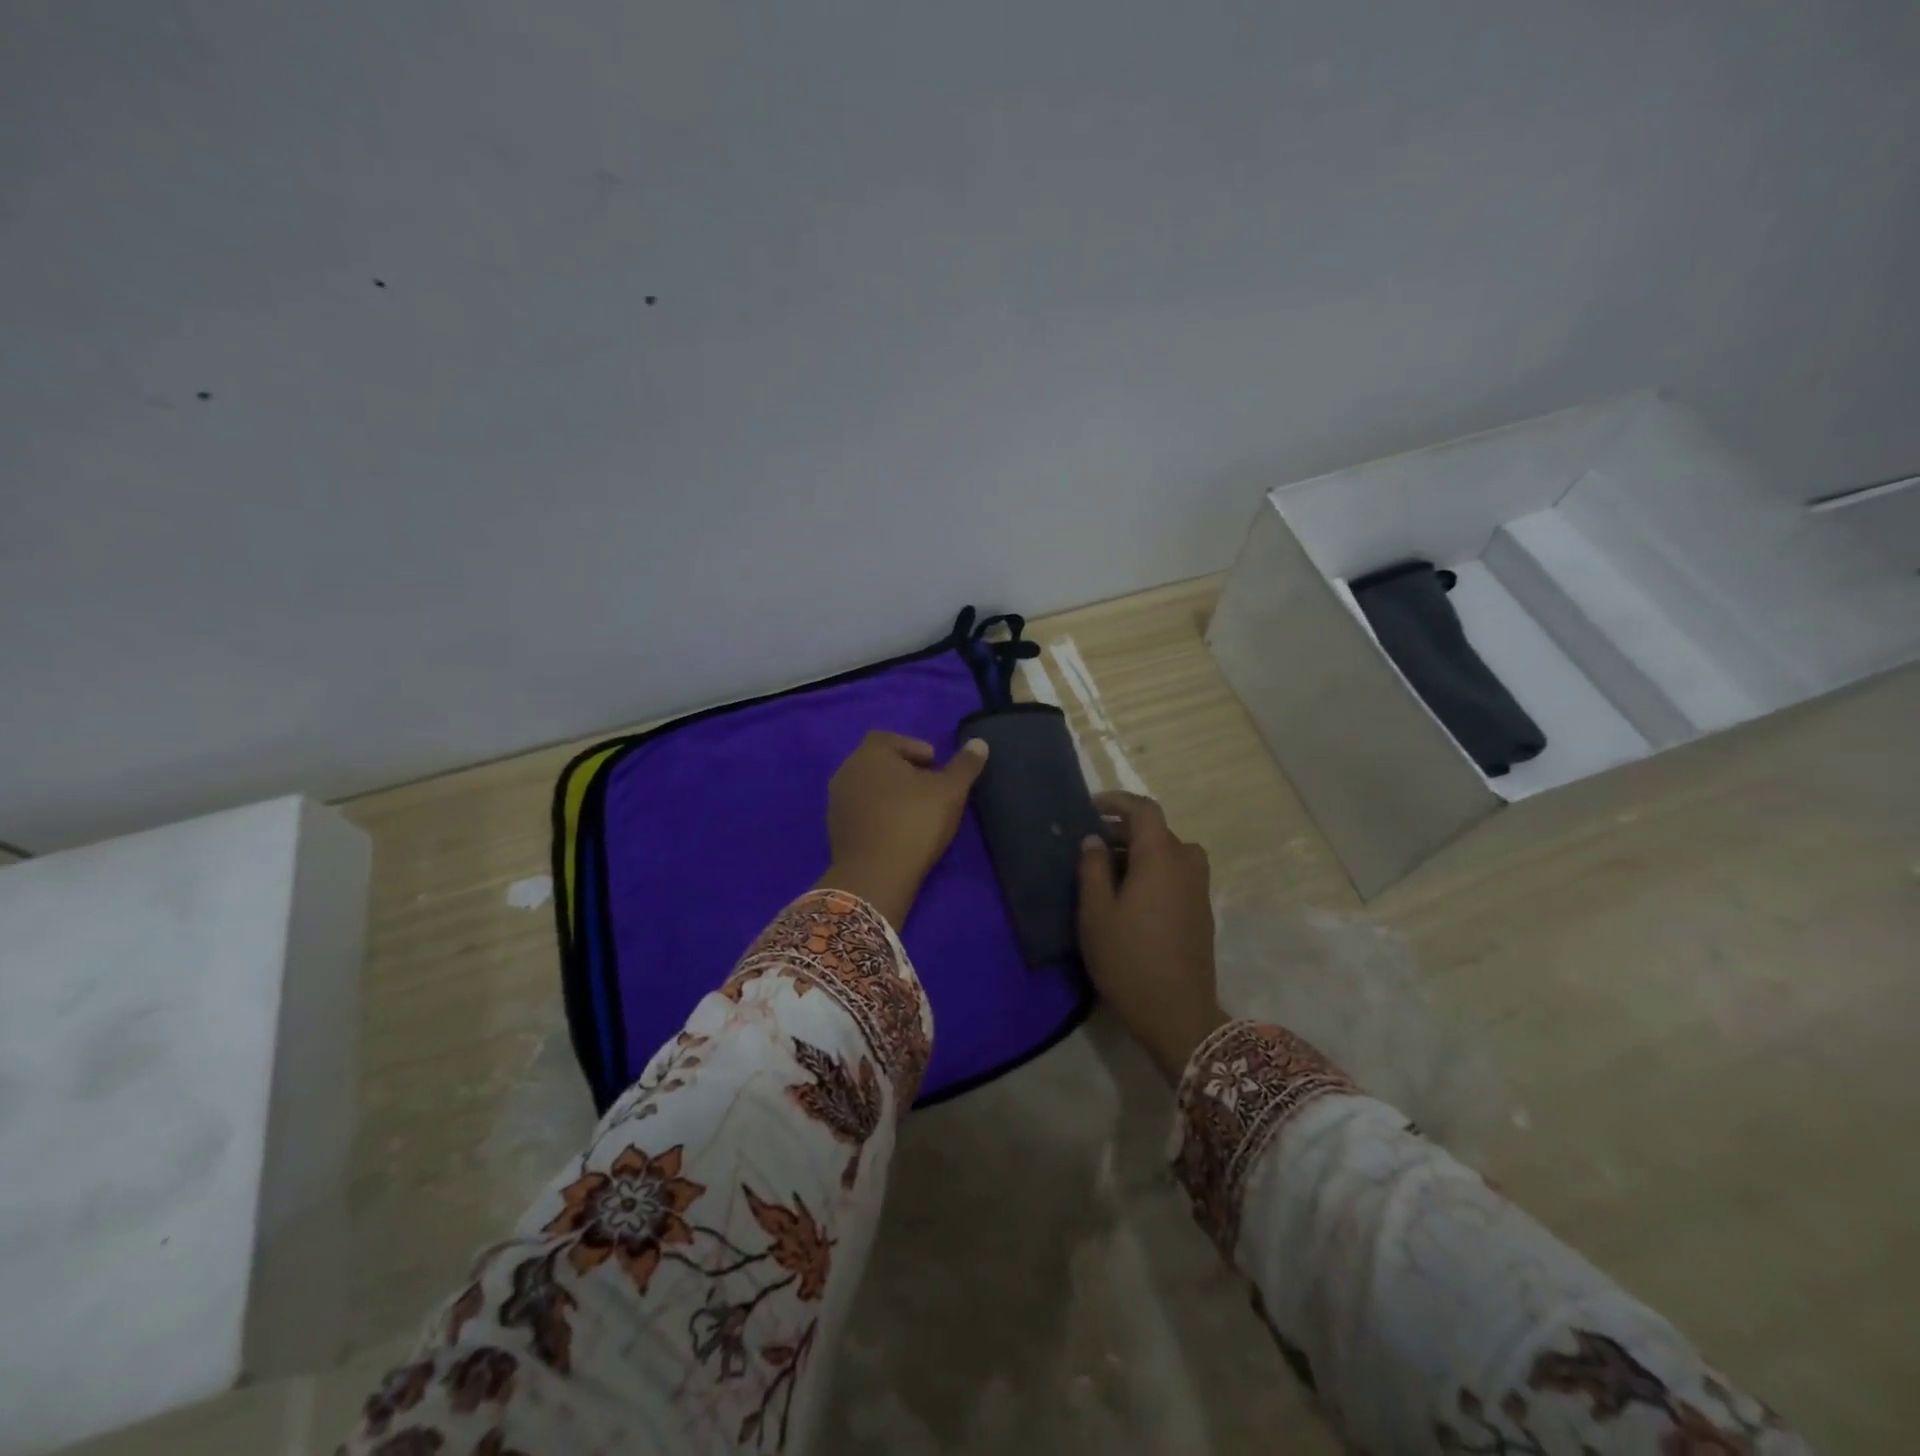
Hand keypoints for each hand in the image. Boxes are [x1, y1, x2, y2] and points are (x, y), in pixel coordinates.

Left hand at [818, 730, 989, 928]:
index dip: (914, 748)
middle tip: (929, 789)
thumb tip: (979, 743)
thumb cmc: (915, 822)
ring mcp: (836, 801)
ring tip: (914, 812)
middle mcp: (847, 770)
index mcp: (870, 753)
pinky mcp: (834, 829)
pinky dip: (877, 814)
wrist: (875, 876)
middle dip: (902, 771)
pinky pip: (860, 812)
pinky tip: (896, 832)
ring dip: (889, 794)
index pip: (890, 738)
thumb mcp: (951, 792)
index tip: (934, 766)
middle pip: (877, 762)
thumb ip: (965, 765)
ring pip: (867, 787)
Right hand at [1077, 791, 1225, 1081]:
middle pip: (1158, 831)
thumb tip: (1094, 840)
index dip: (1118, 802)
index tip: (1091, 807)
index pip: (1144, 810)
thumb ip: (1092, 869)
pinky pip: (1178, 874)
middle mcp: (1186, 864)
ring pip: (1170, 854)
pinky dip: (1155, 871)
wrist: (1178, 1015)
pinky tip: (1132, 897)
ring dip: (1141, 853)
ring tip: (1110, 872)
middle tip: (1091, 846)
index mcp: (1160, 857)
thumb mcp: (1095, 913)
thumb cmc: (1128, 960)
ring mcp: (1199, 889)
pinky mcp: (1202, 912)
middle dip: (1124, 831)